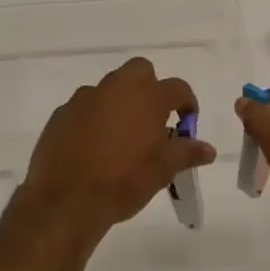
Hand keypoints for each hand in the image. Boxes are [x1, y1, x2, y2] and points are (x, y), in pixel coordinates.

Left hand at [16, 57, 215, 246]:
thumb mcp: (164, 170)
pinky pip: (84, 108)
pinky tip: (93, 147)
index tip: (187, 120)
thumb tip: (207, 149)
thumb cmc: (125, 181)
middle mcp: (116, 87)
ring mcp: (85, 98)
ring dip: (119, 103)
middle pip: (140, 71)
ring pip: (109, 88)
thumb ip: (187, 153)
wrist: (67, 199)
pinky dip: (93, 119)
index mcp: (147, 96)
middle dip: (150, 87)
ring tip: (121, 137)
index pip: (177, 87)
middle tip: (153, 119)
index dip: (187, 102)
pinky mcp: (62, 113)